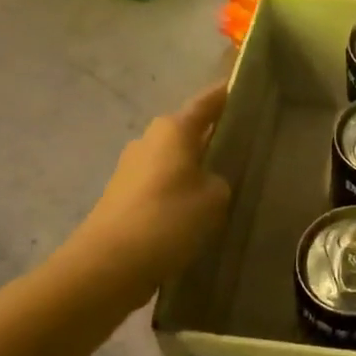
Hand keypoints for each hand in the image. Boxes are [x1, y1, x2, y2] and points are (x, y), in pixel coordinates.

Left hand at [64, 82, 231, 307]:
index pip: (208, 101)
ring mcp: (132, 169)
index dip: (228, 94)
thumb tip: (209, 181)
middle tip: (246, 145)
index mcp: (173, 129)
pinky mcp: (123, 197)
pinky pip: (161, 185)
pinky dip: (179, 192)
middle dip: (214, 136)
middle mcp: (150, 140)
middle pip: (189, 130)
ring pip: (174, 160)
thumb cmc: (167, 219)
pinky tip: (196, 213)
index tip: (248, 89)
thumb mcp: (214, 198)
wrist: (107, 266)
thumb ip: (220, 180)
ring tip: (225, 184)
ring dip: (195, 168)